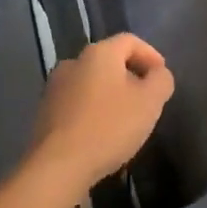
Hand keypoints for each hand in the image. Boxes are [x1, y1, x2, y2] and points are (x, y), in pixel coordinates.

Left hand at [27, 34, 174, 191]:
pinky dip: (93, 111)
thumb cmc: (109, 127)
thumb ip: (161, 80)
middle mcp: (73, 62)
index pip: (130, 41)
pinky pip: (77, 103)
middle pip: (109, 61)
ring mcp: (54, 88)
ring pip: (91, 83)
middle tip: (146, 100)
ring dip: (110, 95)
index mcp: (99, 53)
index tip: (161, 78)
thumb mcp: (150, 102)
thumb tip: (157, 73)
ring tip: (125, 120)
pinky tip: (102, 134)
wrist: (57, 166)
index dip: (151, 55)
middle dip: (131, 77)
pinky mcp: (44, 113)